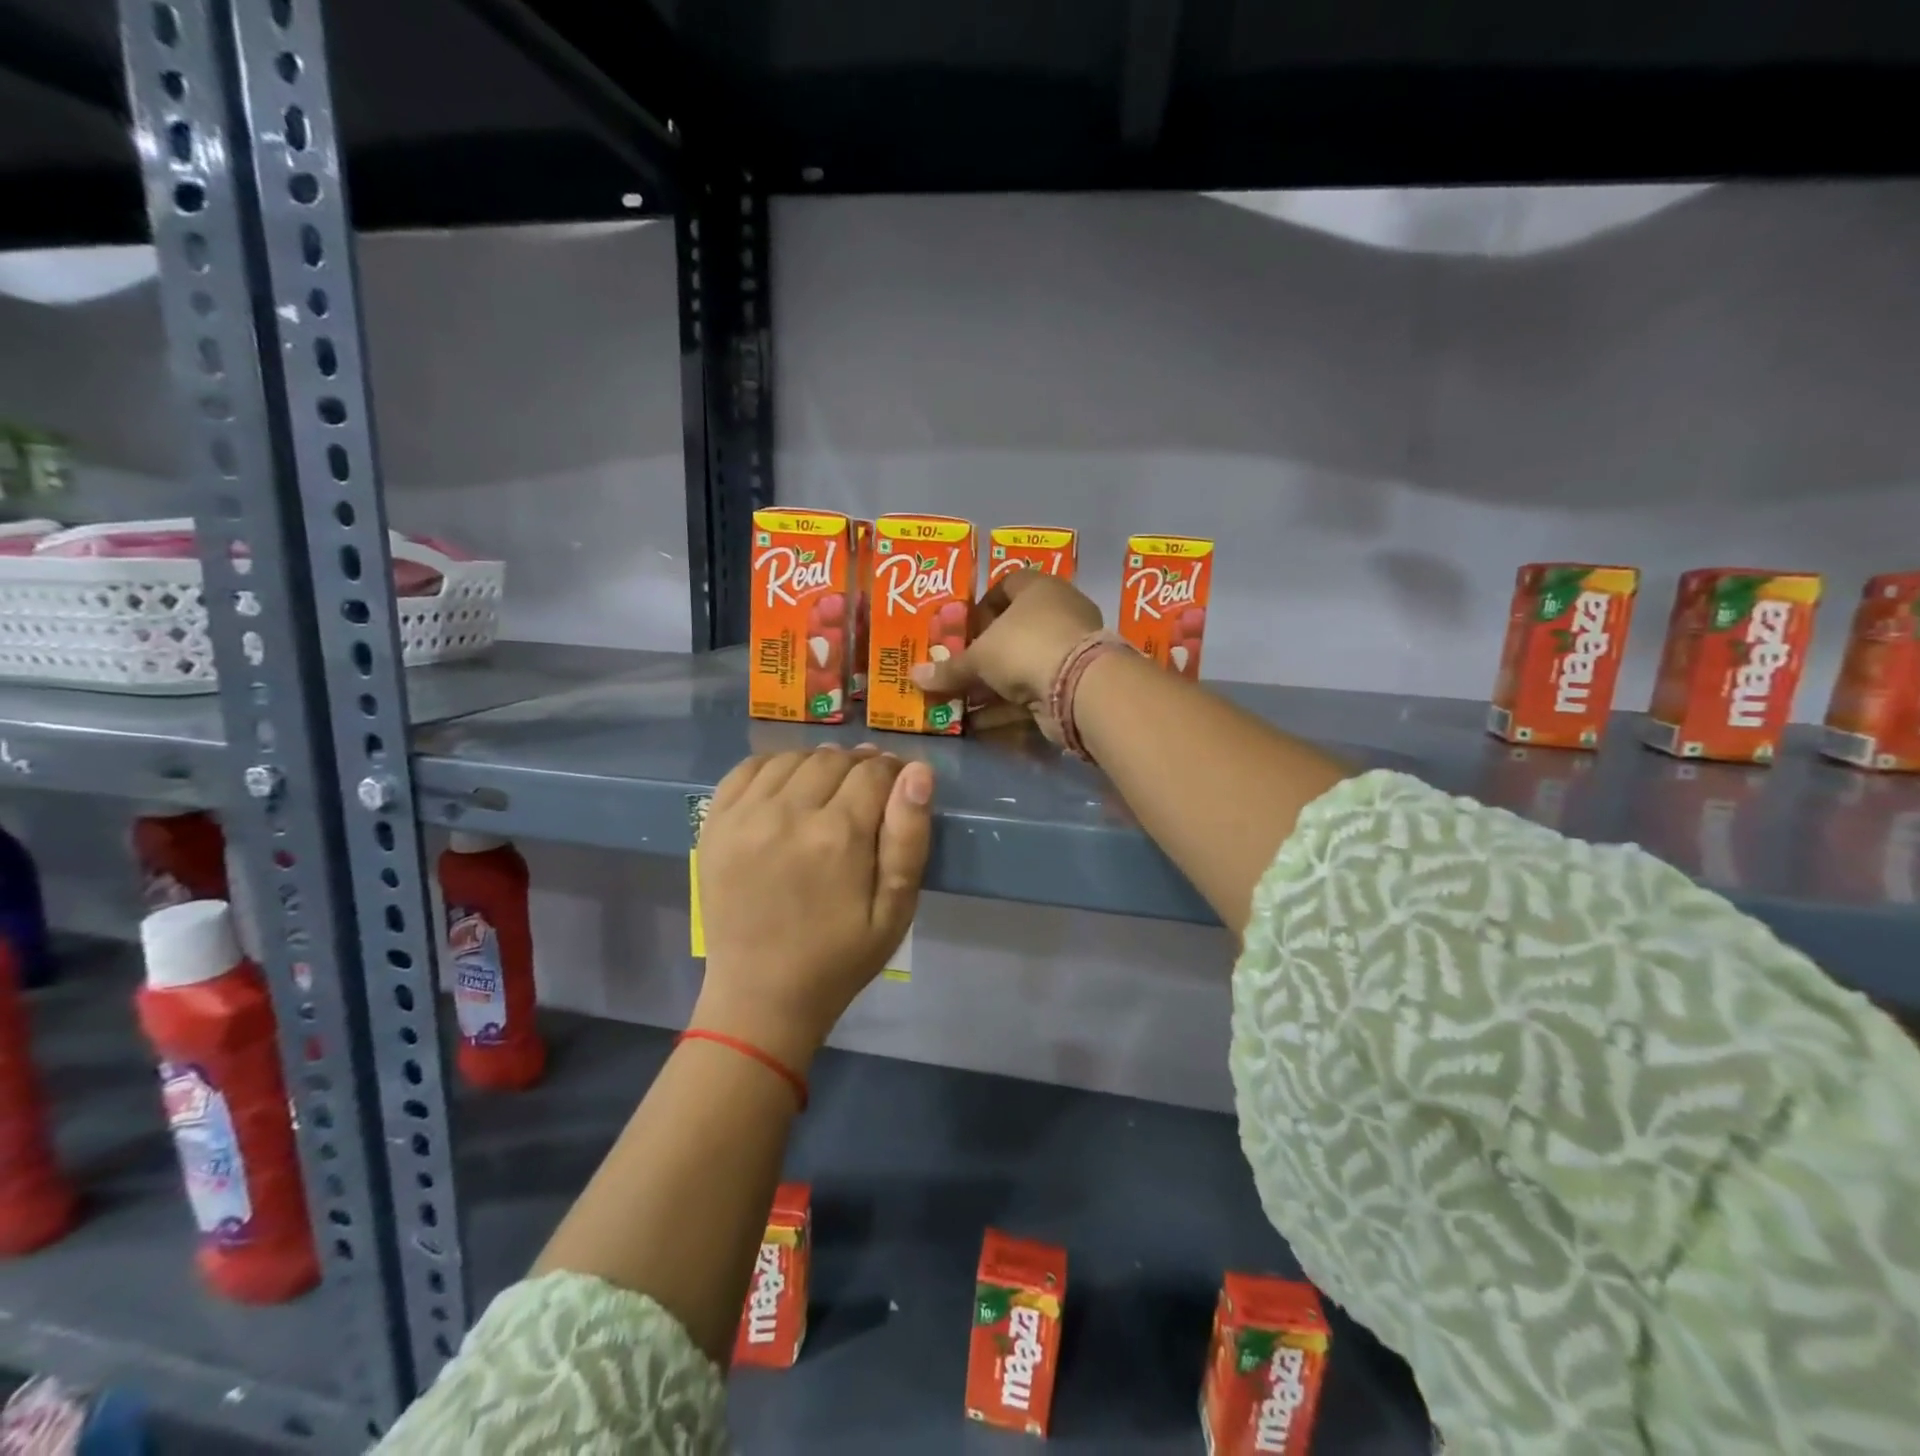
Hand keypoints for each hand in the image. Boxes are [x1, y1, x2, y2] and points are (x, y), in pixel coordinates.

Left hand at [692, 747, 932, 1070]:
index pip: (874, 771)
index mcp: (839, 835)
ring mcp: (745, 816)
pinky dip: (774, 766)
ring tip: (828, 791)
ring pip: (793, 758)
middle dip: (858, 766)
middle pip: (834, 758)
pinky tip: (787, 788)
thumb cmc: (839, 959)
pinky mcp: (715, 824)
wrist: (760, 997)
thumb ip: (909, 836)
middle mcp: (788, 813)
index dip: (893, 772)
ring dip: (818, 764)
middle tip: (866, 793)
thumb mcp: (895, 909)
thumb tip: (918, 772)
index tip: (897, 787)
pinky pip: (748, 768)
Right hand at [911, 568, 1101, 742]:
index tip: (962, 630)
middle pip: (1014, 629)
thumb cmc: (1024, 647)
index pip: (1006, 585)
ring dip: (993, 683)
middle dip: (984, 652)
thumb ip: (948, 669)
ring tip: (961, 699)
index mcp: (1038, 588)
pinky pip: (1033, 691)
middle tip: (958, 668)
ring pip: (1022, 664)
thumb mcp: (979, 657)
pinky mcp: (1072, 683)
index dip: (981, 606)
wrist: (1079, 687)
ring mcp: (1068, 649)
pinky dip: (1007, 706)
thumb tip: (914, 677)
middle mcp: (1057, 612)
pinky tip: (979, 723)